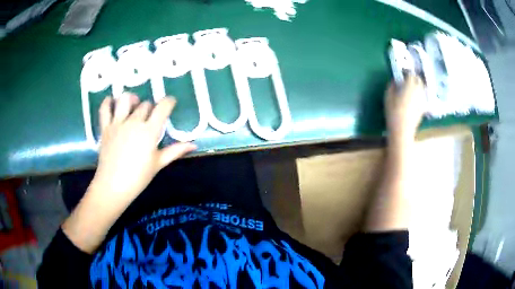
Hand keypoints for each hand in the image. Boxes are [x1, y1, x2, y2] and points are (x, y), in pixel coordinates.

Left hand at [91, 93, 196, 205]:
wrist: (113, 186)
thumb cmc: (138, 177)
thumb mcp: (158, 163)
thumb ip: (175, 151)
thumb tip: (194, 145)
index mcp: (149, 131)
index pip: (162, 107)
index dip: (169, 102)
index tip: (171, 103)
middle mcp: (133, 122)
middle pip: (145, 105)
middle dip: (151, 108)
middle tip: (151, 117)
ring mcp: (117, 123)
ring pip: (125, 100)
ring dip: (131, 99)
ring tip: (134, 104)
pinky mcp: (105, 127)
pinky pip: (104, 108)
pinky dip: (107, 102)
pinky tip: (112, 103)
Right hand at [385, 74, 424, 142]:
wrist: (402, 130)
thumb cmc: (393, 112)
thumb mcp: (388, 97)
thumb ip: (391, 86)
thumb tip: (394, 81)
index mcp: (410, 86)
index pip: (410, 74)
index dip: (406, 72)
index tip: (402, 73)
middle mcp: (418, 91)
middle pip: (419, 80)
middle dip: (414, 78)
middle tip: (407, 79)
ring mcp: (422, 100)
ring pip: (422, 88)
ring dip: (417, 86)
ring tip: (411, 89)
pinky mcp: (423, 108)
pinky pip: (422, 97)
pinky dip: (419, 95)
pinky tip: (414, 99)